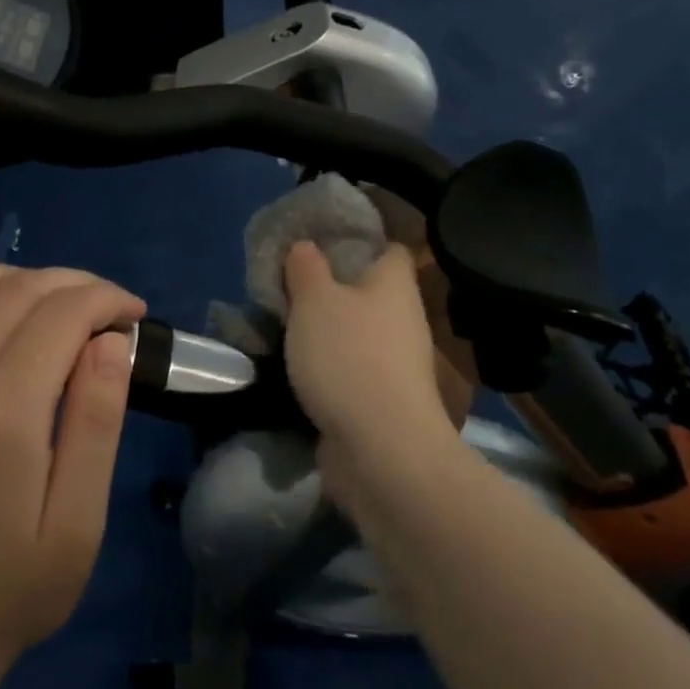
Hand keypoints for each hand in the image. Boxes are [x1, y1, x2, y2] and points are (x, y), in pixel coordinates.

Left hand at [0, 239, 143, 680]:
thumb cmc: (15, 590)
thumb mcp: (80, 523)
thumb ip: (96, 424)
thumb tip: (108, 342)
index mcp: (5, 417)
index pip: (63, 316)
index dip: (106, 301)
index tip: (133, 315)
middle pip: (16, 294)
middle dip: (72, 284)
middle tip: (104, 308)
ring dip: (3, 275)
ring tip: (41, 296)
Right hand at [283, 241, 455, 494]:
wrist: (380, 448)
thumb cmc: (348, 357)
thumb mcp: (314, 299)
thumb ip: (306, 267)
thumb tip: (305, 246)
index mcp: (395, 284)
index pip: (389, 247)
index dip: (359, 240)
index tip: (320, 241)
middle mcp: (404, 318)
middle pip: (369, 291)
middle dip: (333, 288)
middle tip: (290, 285)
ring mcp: (397, 362)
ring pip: (358, 331)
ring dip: (328, 330)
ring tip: (285, 325)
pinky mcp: (384, 399)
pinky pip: (352, 368)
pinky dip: (329, 366)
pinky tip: (298, 367)